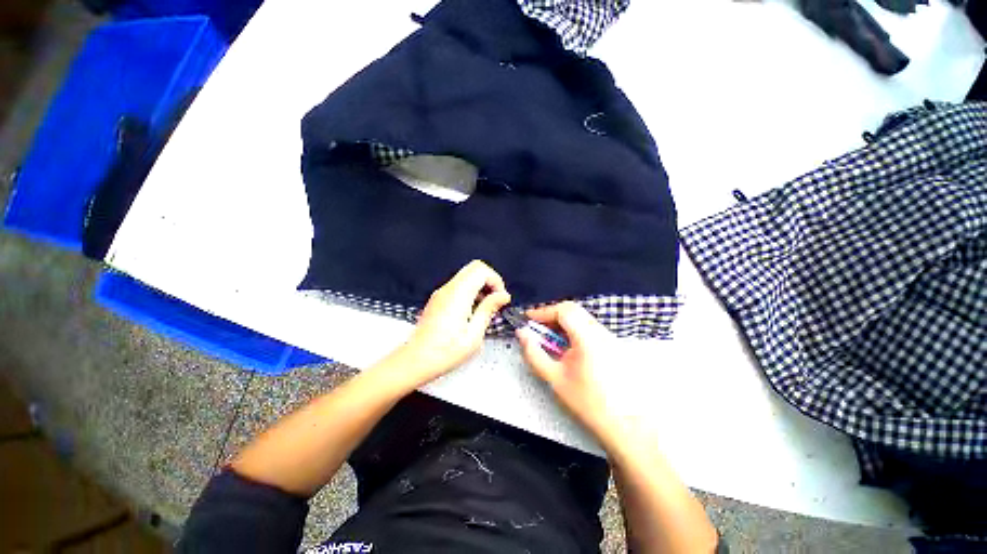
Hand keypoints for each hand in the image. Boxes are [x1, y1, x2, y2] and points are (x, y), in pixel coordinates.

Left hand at [390, 260, 510, 386]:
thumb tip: (503, 295)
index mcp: (458, 295)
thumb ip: (488, 310)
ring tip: (484, 310)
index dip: (495, 280)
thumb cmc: (445, 352)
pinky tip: (472, 313)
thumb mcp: (474, 335)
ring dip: (480, 287)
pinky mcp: (438, 299)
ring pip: (467, 276)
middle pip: (474, 268)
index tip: (500, 298)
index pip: (481, 270)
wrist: (416, 361)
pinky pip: (458, 286)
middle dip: (489, 281)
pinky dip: (470, 292)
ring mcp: (441, 293)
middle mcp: (448, 289)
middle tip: (495, 301)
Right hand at [518, 302, 618, 441]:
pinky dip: (574, 331)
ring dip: (563, 324)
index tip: (528, 318)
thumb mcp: (554, 378)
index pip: (564, 310)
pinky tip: (568, 349)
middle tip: (537, 328)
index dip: (544, 311)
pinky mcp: (614, 346)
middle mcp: (602, 332)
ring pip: (582, 319)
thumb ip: (534, 353)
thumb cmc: (588, 402)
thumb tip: (522, 333)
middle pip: (573, 311)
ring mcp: (610, 338)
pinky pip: (590, 328)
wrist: (624, 424)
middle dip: (552, 316)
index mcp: (588, 338)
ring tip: (551, 340)